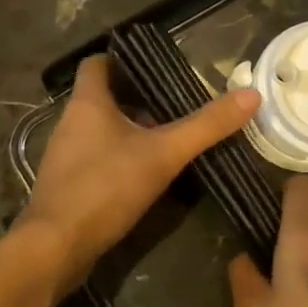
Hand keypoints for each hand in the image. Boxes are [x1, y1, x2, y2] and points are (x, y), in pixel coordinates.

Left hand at [18, 55, 258, 296]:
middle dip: (138, 99)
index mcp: (87, 103)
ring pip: (101, 130)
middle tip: (176, 105)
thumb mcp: (163, 154)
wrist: (56, 247)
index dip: (122, 59)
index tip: (155, 67)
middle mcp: (70, 122)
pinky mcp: (67, 184)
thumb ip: (206, 126)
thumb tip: (251, 95)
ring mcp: (65, 155)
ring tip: (168, 138)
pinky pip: (96, 159)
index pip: (97, 64)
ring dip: (130, 131)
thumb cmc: (105, 187)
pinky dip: (120, 159)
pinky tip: (146, 175)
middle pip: (104, 98)